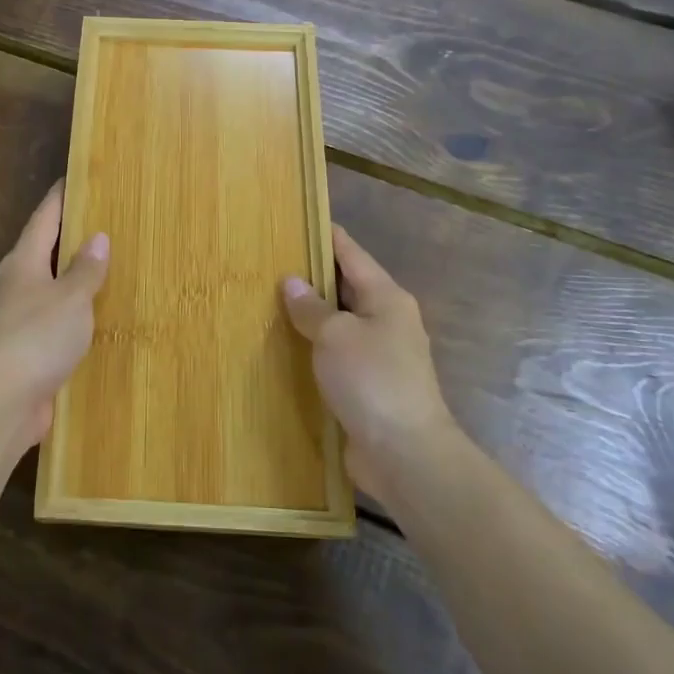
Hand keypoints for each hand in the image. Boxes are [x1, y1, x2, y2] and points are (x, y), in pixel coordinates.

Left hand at [0, 182, 108, 455]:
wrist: (1, 402)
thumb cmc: (37, 338)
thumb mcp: (70, 299)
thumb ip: (85, 270)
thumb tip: (97, 237)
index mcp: (23, 262)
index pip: (43, 218)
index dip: (59, 197)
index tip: (73, 177)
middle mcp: (15, 284)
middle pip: (42, 250)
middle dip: (67, 236)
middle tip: (100, 221)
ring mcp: (15, 318)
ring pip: (46, 286)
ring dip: (69, 277)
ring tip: (102, 268)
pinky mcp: (22, 349)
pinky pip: (51, 319)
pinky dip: (70, 313)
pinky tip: (90, 319)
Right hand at [282, 226, 456, 502]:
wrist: (405, 454)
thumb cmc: (372, 380)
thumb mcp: (335, 335)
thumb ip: (311, 307)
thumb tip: (291, 282)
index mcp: (386, 297)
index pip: (351, 253)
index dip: (325, 235)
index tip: (297, 219)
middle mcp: (387, 320)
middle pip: (346, 286)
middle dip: (311, 275)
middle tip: (269, 261)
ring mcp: (380, 355)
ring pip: (340, 322)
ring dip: (310, 314)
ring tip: (268, 300)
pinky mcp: (368, 385)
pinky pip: (336, 354)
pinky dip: (314, 347)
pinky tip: (286, 347)